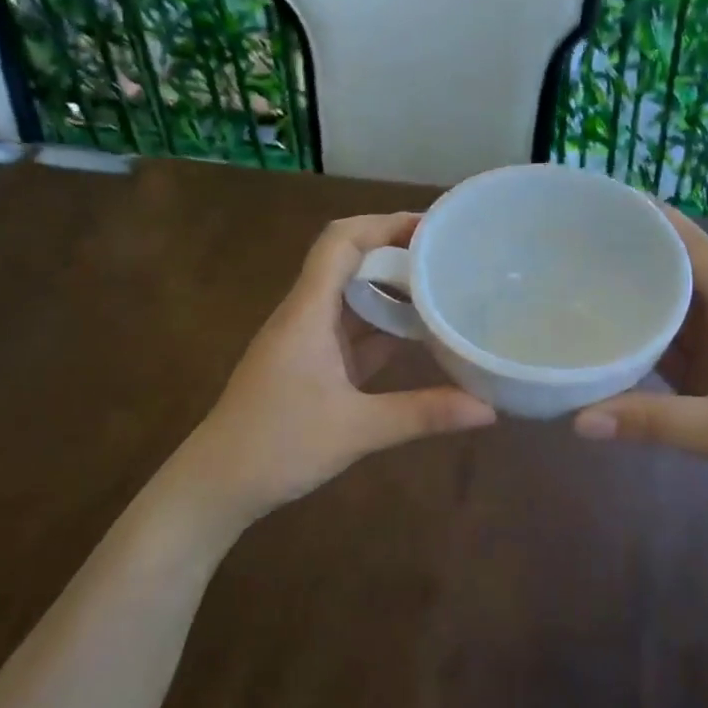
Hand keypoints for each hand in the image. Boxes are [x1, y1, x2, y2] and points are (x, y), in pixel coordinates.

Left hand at [184, 212, 495, 523]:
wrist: (218, 483)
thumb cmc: (278, 445)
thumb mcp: (357, 429)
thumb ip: (423, 413)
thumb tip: (489, 409)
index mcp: (308, 313)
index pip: (340, 241)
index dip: (384, 224)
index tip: (433, 228)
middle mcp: (304, 316)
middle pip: (348, 263)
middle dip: (396, 256)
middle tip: (450, 259)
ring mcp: (304, 342)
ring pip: (350, 300)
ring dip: (390, 293)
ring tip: (443, 291)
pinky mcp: (307, 366)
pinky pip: (349, 333)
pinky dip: (380, 329)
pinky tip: (416, 337)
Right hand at [573, 207, 707, 539]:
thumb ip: (654, 423)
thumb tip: (577, 420)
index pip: (704, 258)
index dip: (666, 226)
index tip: (621, 201)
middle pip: (687, 286)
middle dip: (643, 263)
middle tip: (586, 249)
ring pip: (681, 325)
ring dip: (643, 308)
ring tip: (589, 290)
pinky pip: (679, 363)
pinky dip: (648, 355)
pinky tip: (616, 351)